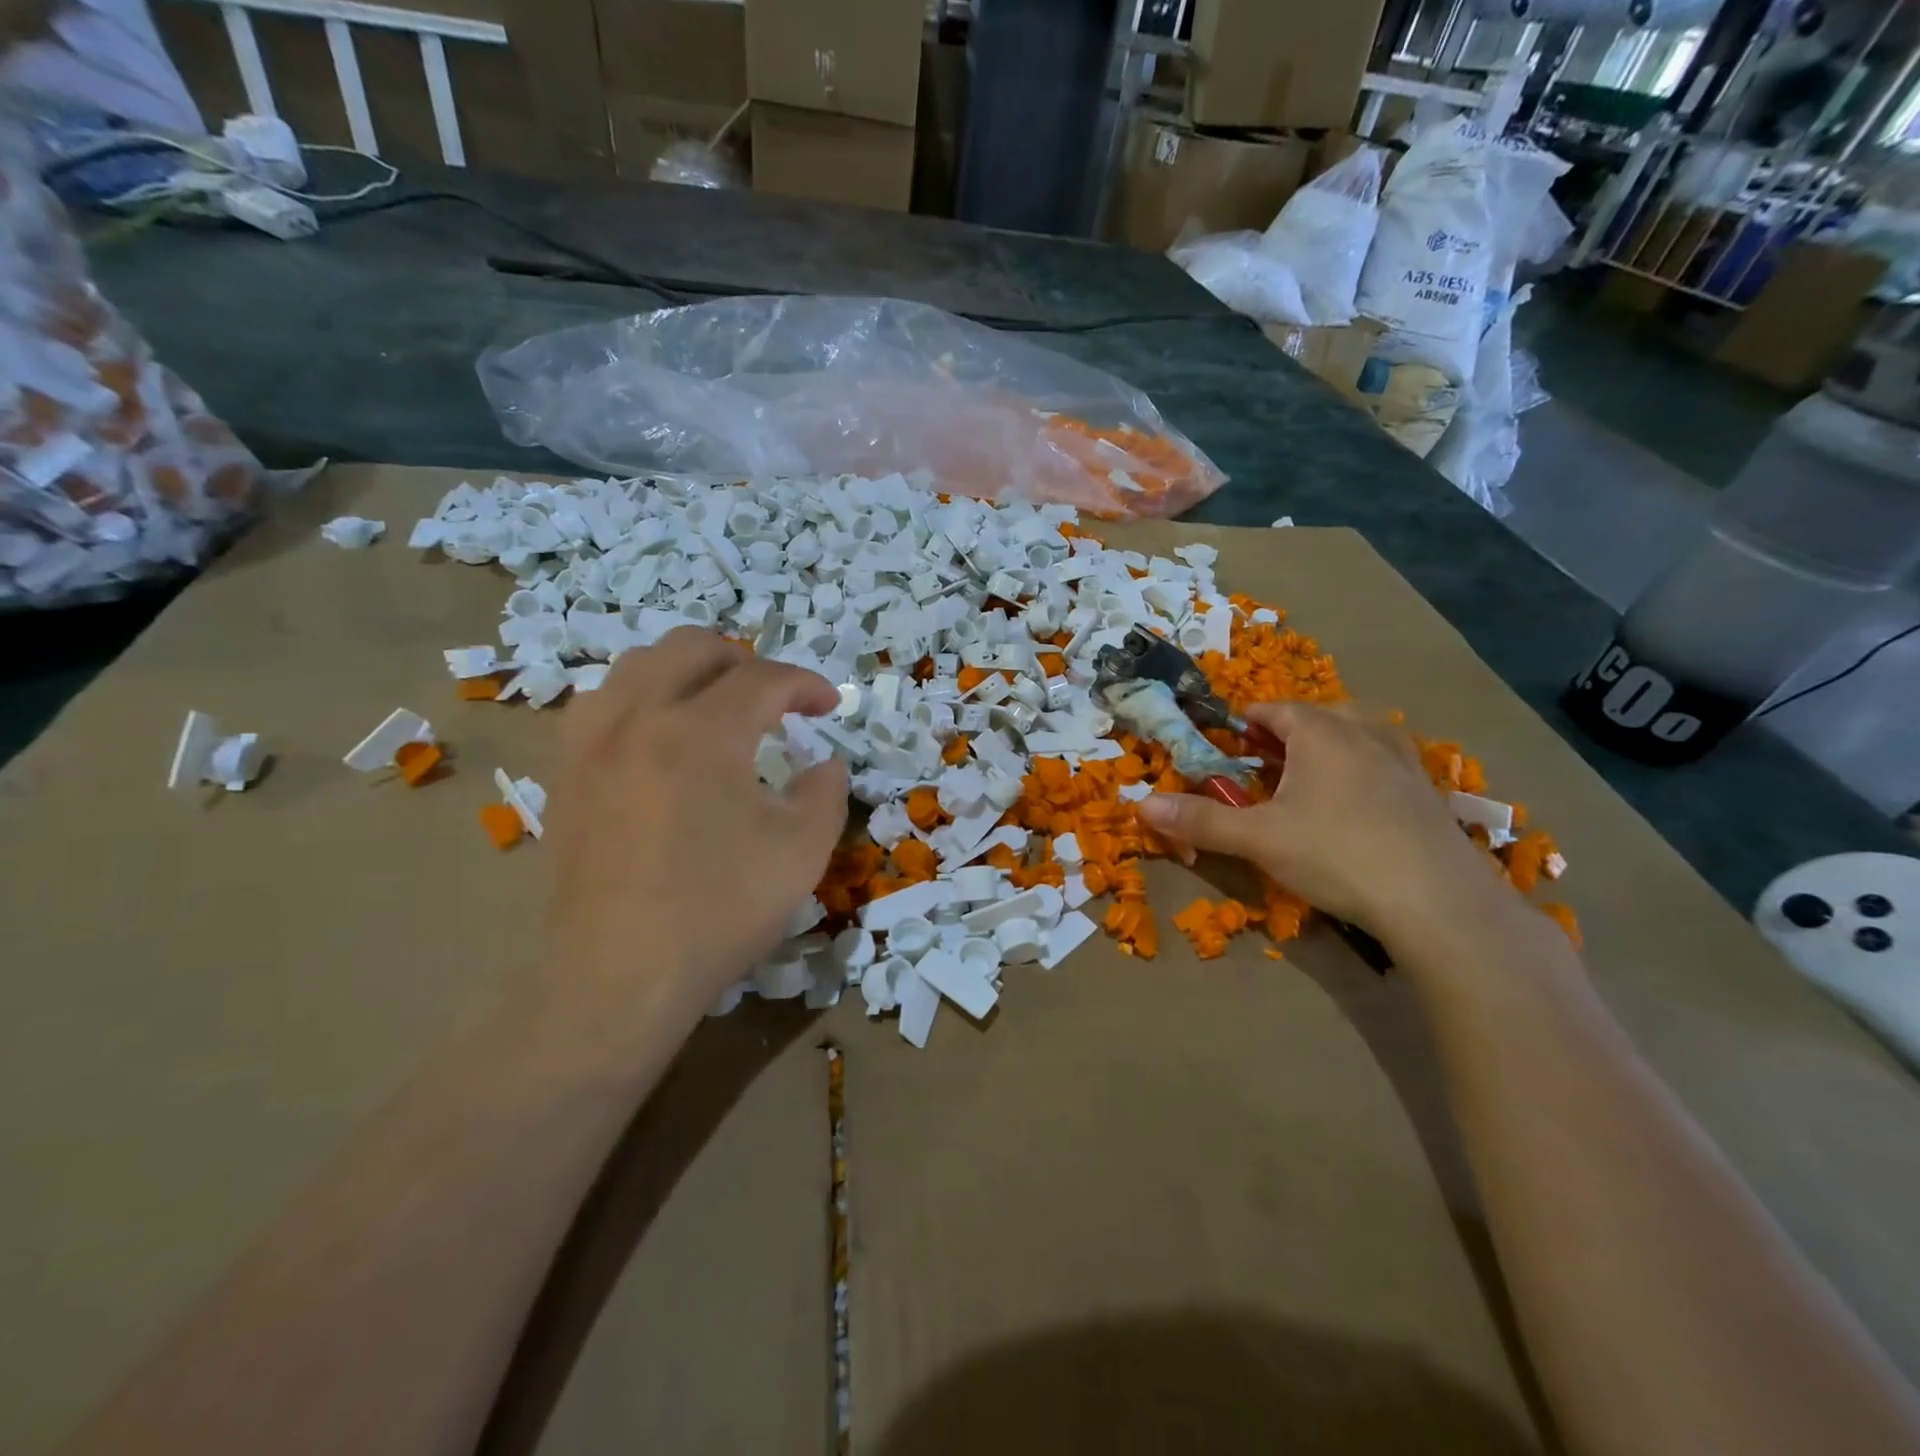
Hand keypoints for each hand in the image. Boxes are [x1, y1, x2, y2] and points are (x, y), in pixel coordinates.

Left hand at [540, 629, 848, 1025]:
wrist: (620, 975)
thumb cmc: (719, 910)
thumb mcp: (802, 850)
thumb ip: (826, 791)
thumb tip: (825, 763)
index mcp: (701, 732)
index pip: (763, 678)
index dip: (806, 685)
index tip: (829, 706)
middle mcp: (638, 717)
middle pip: (692, 648)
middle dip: (745, 662)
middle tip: (775, 699)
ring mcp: (591, 743)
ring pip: (637, 665)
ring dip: (688, 672)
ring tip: (716, 707)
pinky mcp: (566, 774)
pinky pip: (602, 704)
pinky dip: (641, 700)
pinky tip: (659, 737)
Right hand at [1137, 702, 1504, 941]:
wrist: (1437, 902)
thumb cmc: (1337, 855)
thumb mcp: (1258, 839)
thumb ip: (1201, 820)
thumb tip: (1143, 805)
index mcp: (1320, 733)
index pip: (1275, 709)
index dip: (1246, 721)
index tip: (1228, 739)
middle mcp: (1364, 733)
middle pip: (1318, 716)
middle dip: (1285, 732)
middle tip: (1262, 760)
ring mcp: (1403, 760)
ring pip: (1358, 734)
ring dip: (1327, 745)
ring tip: (1307, 776)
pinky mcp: (1427, 792)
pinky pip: (1385, 761)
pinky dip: (1360, 769)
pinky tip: (1353, 805)